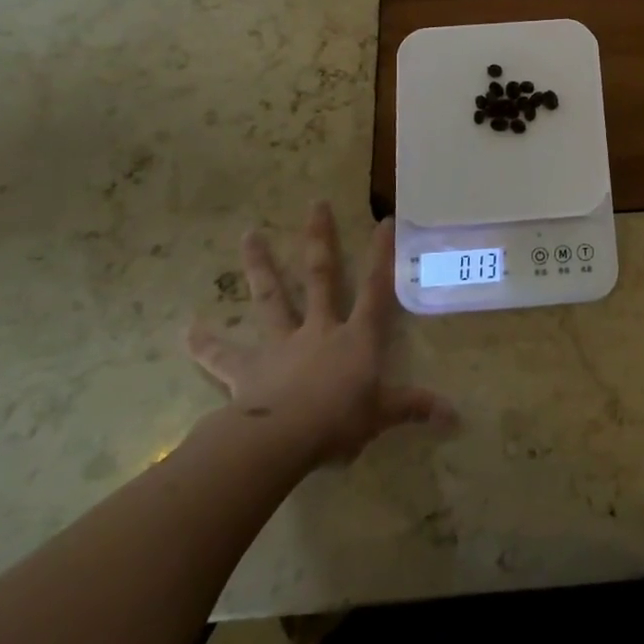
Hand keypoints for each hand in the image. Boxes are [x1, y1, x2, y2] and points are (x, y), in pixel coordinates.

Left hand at [185, 204, 454, 465]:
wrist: (281, 440)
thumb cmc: (338, 421)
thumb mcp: (383, 415)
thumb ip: (414, 408)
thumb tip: (455, 416)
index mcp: (354, 338)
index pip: (375, 290)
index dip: (381, 255)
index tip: (383, 220)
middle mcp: (318, 329)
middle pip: (320, 276)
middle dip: (319, 240)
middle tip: (314, 204)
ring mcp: (280, 345)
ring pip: (270, 298)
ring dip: (260, 266)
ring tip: (248, 234)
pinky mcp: (246, 370)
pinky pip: (223, 356)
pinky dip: (205, 344)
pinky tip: (188, 329)